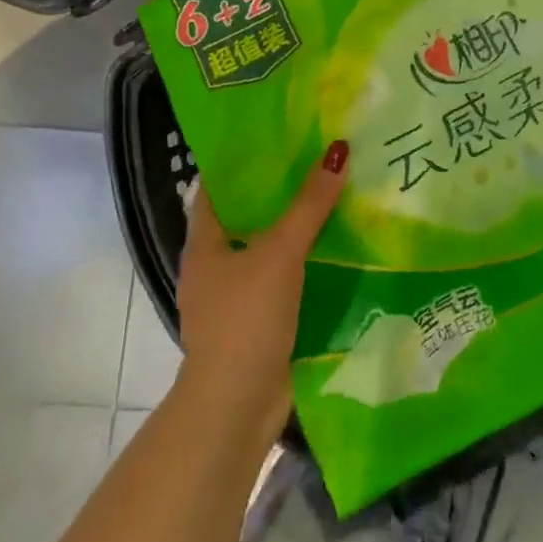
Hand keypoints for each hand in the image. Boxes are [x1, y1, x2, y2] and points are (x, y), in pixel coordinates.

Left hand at [174, 141, 348, 435]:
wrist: (237, 407)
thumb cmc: (246, 318)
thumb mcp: (280, 253)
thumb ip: (309, 204)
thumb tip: (339, 151)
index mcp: (204, 244)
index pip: (218, 187)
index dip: (243, 161)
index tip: (278, 135)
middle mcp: (215, 266)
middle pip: (248, 216)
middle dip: (280, 192)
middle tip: (319, 158)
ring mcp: (235, 298)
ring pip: (268, 249)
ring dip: (296, 228)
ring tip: (335, 194)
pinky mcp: (258, 323)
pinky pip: (283, 279)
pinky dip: (305, 263)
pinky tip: (336, 247)